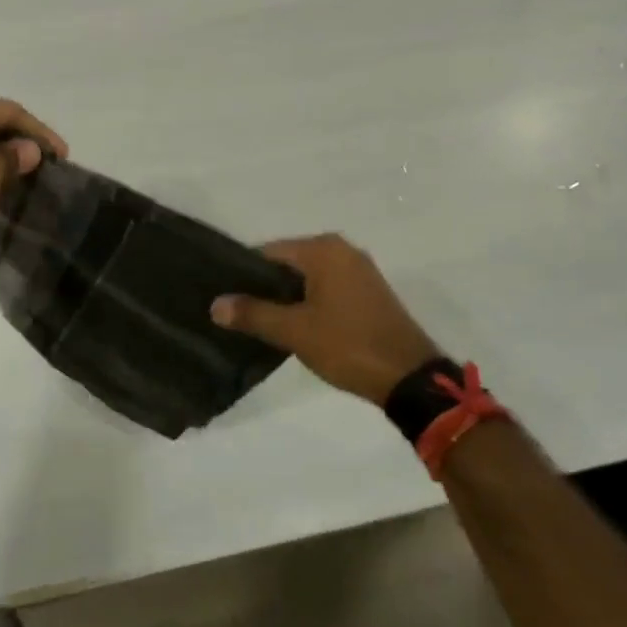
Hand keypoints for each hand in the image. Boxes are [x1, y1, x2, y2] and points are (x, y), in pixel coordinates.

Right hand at [211, 235, 439, 404]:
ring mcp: (359, 270)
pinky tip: (294, 324)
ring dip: (286, 296)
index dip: (243, 274)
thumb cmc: (348, 345)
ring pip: (307, 277)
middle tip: (237, 312)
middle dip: (264, 286)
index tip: (224, 296)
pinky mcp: (369, 292)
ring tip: (260, 321)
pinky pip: (326, 287)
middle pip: (288, 262)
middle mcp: (342, 250)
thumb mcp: (294, 331)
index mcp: (323, 249)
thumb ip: (253, 313)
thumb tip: (215, 304)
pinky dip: (308, 301)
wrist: (410, 377)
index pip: (268, 252)